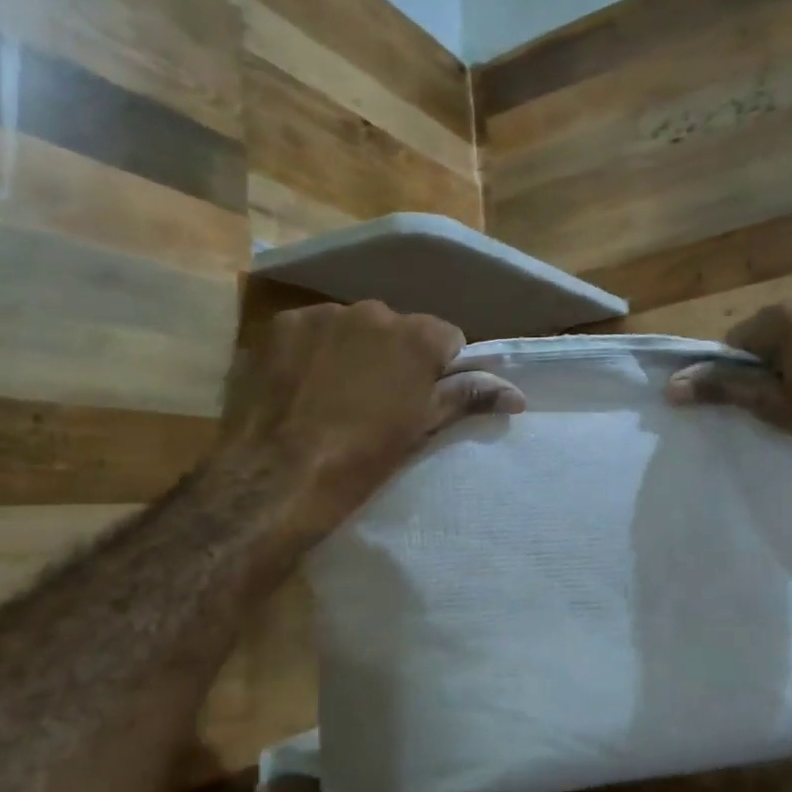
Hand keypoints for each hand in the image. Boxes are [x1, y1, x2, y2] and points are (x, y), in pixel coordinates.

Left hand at [216, 301, 523, 526]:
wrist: (275, 479)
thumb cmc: (360, 460)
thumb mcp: (420, 430)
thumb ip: (467, 398)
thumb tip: (515, 393)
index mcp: (417, 336)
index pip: (446, 338)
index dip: (439, 368)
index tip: (422, 399)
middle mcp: (373, 311)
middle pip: (396, 329)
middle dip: (392, 356)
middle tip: (376, 401)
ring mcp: (322, 315)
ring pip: (351, 328)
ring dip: (351, 351)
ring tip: (331, 395)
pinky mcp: (279, 325)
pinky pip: (309, 332)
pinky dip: (310, 352)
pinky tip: (298, 386)